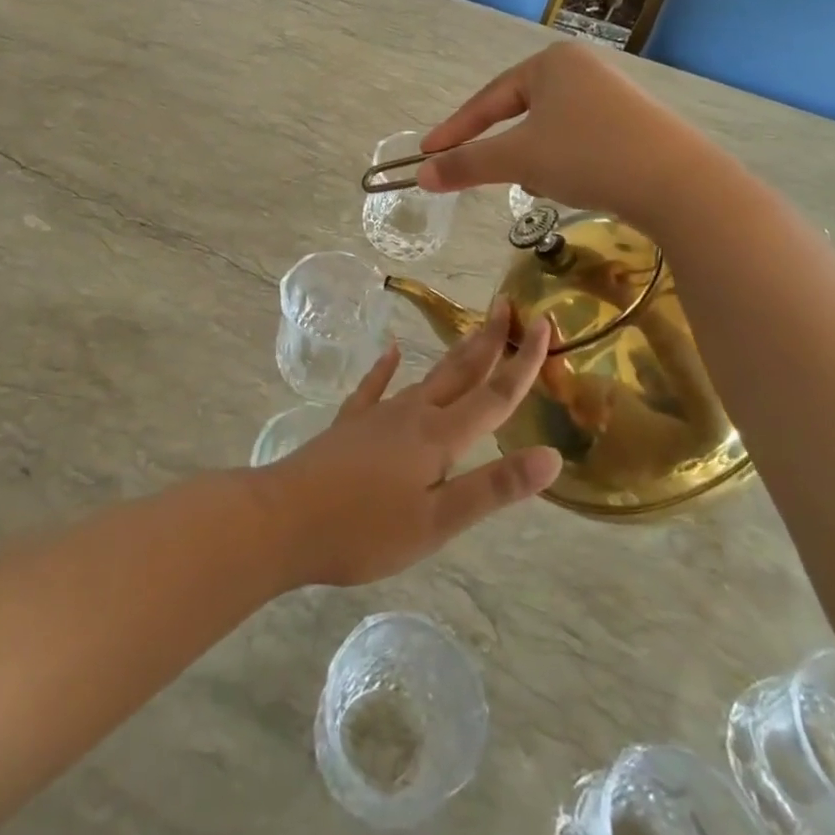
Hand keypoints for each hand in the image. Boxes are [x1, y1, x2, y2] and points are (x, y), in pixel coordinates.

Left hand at [260, 304, 561, 587]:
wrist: (283, 519)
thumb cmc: (364, 530)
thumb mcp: (437, 521)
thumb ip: (493, 488)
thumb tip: (552, 455)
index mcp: (439, 437)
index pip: (494, 395)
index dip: (524, 362)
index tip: (545, 325)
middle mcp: (412, 414)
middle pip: (460, 371)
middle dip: (488, 339)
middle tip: (507, 305)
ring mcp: (377, 415)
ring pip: (426, 376)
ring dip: (453, 354)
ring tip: (471, 333)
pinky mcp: (350, 425)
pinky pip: (375, 387)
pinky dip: (386, 369)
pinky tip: (392, 353)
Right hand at [417, 42, 677, 214]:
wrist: (679, 184)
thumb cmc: (587, 156)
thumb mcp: (518, 160)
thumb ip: (466, 164)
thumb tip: (421, 176)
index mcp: (550, 62)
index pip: (487, 99)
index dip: (454, 130)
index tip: (427, 154)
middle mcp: (581, 69)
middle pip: (519, 114)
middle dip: (504, 149)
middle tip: (486, 174)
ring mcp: (611, 95)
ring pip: (548, 131)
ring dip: (536, 159)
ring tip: (548, 184)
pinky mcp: (632, 124)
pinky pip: (578, 140)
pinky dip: (565, 163)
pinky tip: (578, 184)